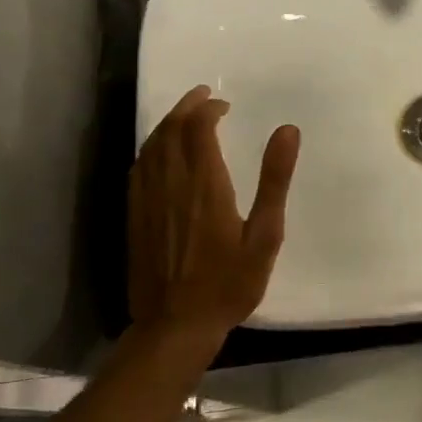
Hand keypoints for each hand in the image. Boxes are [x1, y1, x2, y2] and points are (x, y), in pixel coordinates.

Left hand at [127, 85, 299, 346]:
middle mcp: (171, 184)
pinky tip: (159, 152)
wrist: (175, 326)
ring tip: (184, 115)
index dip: (209, 110)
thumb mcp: (265, 235)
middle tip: (203, 95)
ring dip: (167, 123)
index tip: (225, 106)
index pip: (199, 129)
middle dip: (186, 107)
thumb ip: (274, 180)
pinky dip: (151, 148)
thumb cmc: (229, 283)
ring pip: (151, 146)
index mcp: (205, 184)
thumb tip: (287, 130)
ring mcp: (147, 200)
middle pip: (171, 130)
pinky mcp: (134, 216)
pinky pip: (138, 168)